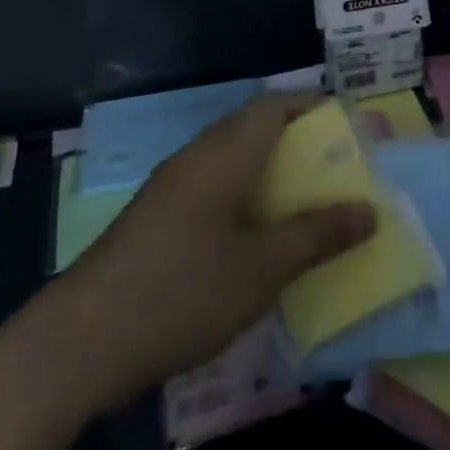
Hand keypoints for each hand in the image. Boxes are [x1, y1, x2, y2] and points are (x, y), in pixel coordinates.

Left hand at [48, 94, 375, 407]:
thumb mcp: (262, 268)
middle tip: (337, 169)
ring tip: (307, 202)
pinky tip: (259, 238)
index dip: (313, 105)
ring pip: (232, 161)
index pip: (273, 105)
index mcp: (223, 154)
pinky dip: (245, 198)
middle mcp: (196, 159)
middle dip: (297, 141)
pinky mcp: (157, 220)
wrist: (80, 344)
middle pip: (252, 128)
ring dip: (270, 172)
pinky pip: (213, 190)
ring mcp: (171, 190)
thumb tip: (369, 211)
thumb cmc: (183, 291)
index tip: (348, 126)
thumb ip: (317, 235)